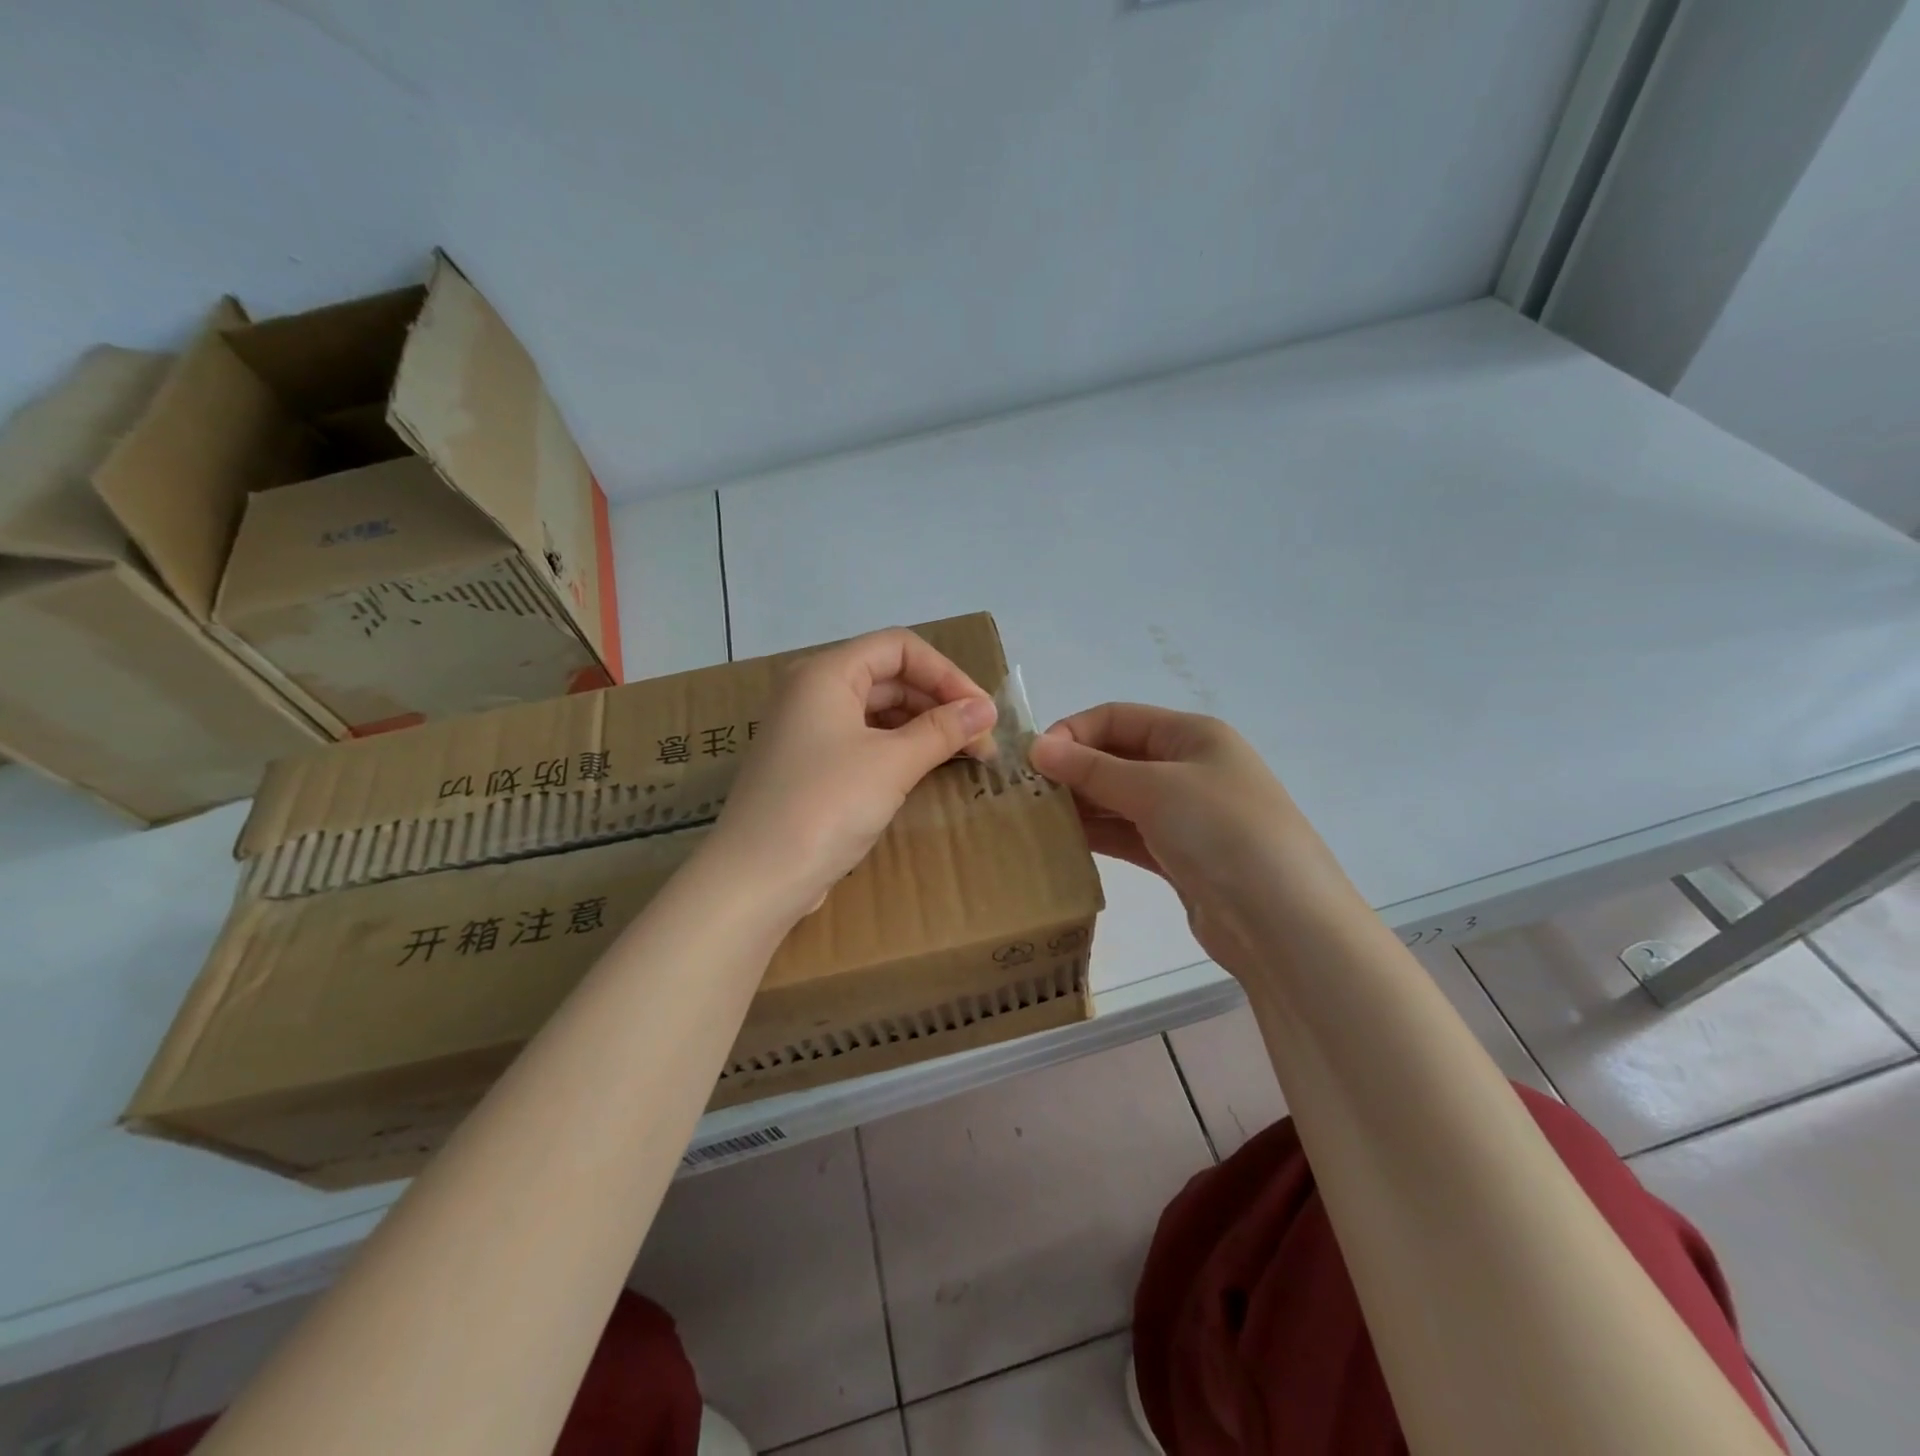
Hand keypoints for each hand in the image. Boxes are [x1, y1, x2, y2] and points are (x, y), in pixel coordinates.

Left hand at [703, 629, 997, 925]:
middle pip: (890, 677)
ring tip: (964, 756)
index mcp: (826, 674)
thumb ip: (943, 730)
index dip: (946, 673)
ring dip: (924, 727)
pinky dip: (900, 749)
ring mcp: (809, 730)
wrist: (757, 878)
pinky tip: (926, 769)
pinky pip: (865, 741)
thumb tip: (986, 709)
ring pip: (879, 711)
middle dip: (940, 703)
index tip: (981, 711)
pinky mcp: (811, 766)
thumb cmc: (825, 805)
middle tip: (981, 741)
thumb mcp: (892, 763)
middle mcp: (813, 692)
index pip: (899, 647)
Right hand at [1027, 704, 1357, 969]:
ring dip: (1080, 805)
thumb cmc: (1222, 833)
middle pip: (1117, 757)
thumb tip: (1036, 747)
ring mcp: (1185, 814)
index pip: (1118, 717)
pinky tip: (1061, 843)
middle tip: (1023, 795)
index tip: (1033, 761)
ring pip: (1119, 799)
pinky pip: (1128, 834)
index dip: (1073, 732)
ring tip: (1033, 819)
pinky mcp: (1179, 856)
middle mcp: (1189, 767)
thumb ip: (1092, 769)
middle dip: (1072, 770)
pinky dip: (1097, 835)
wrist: (1284, 922)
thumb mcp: (1155, 789)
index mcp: (1192, 735)